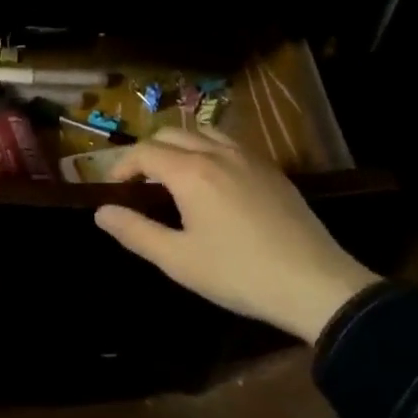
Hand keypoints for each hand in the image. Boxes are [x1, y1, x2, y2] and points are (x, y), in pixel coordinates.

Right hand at [93, 128, 377, 344]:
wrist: (315, 284)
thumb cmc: (239, 274)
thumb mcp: (178, 260)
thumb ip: (135, 232)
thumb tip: (101, 212)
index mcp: (190, 172)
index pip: (144, 152)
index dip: (122, 165)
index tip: (114, 188)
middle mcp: (217, 153)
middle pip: (170, 134)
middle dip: (147, 151)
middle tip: (139, 182)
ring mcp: (248, 157)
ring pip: (202, 132)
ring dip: (179, 145)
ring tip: (174, 175)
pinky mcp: (271, 169)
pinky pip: (230, 143)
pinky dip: (208, 149)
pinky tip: (213, 180)